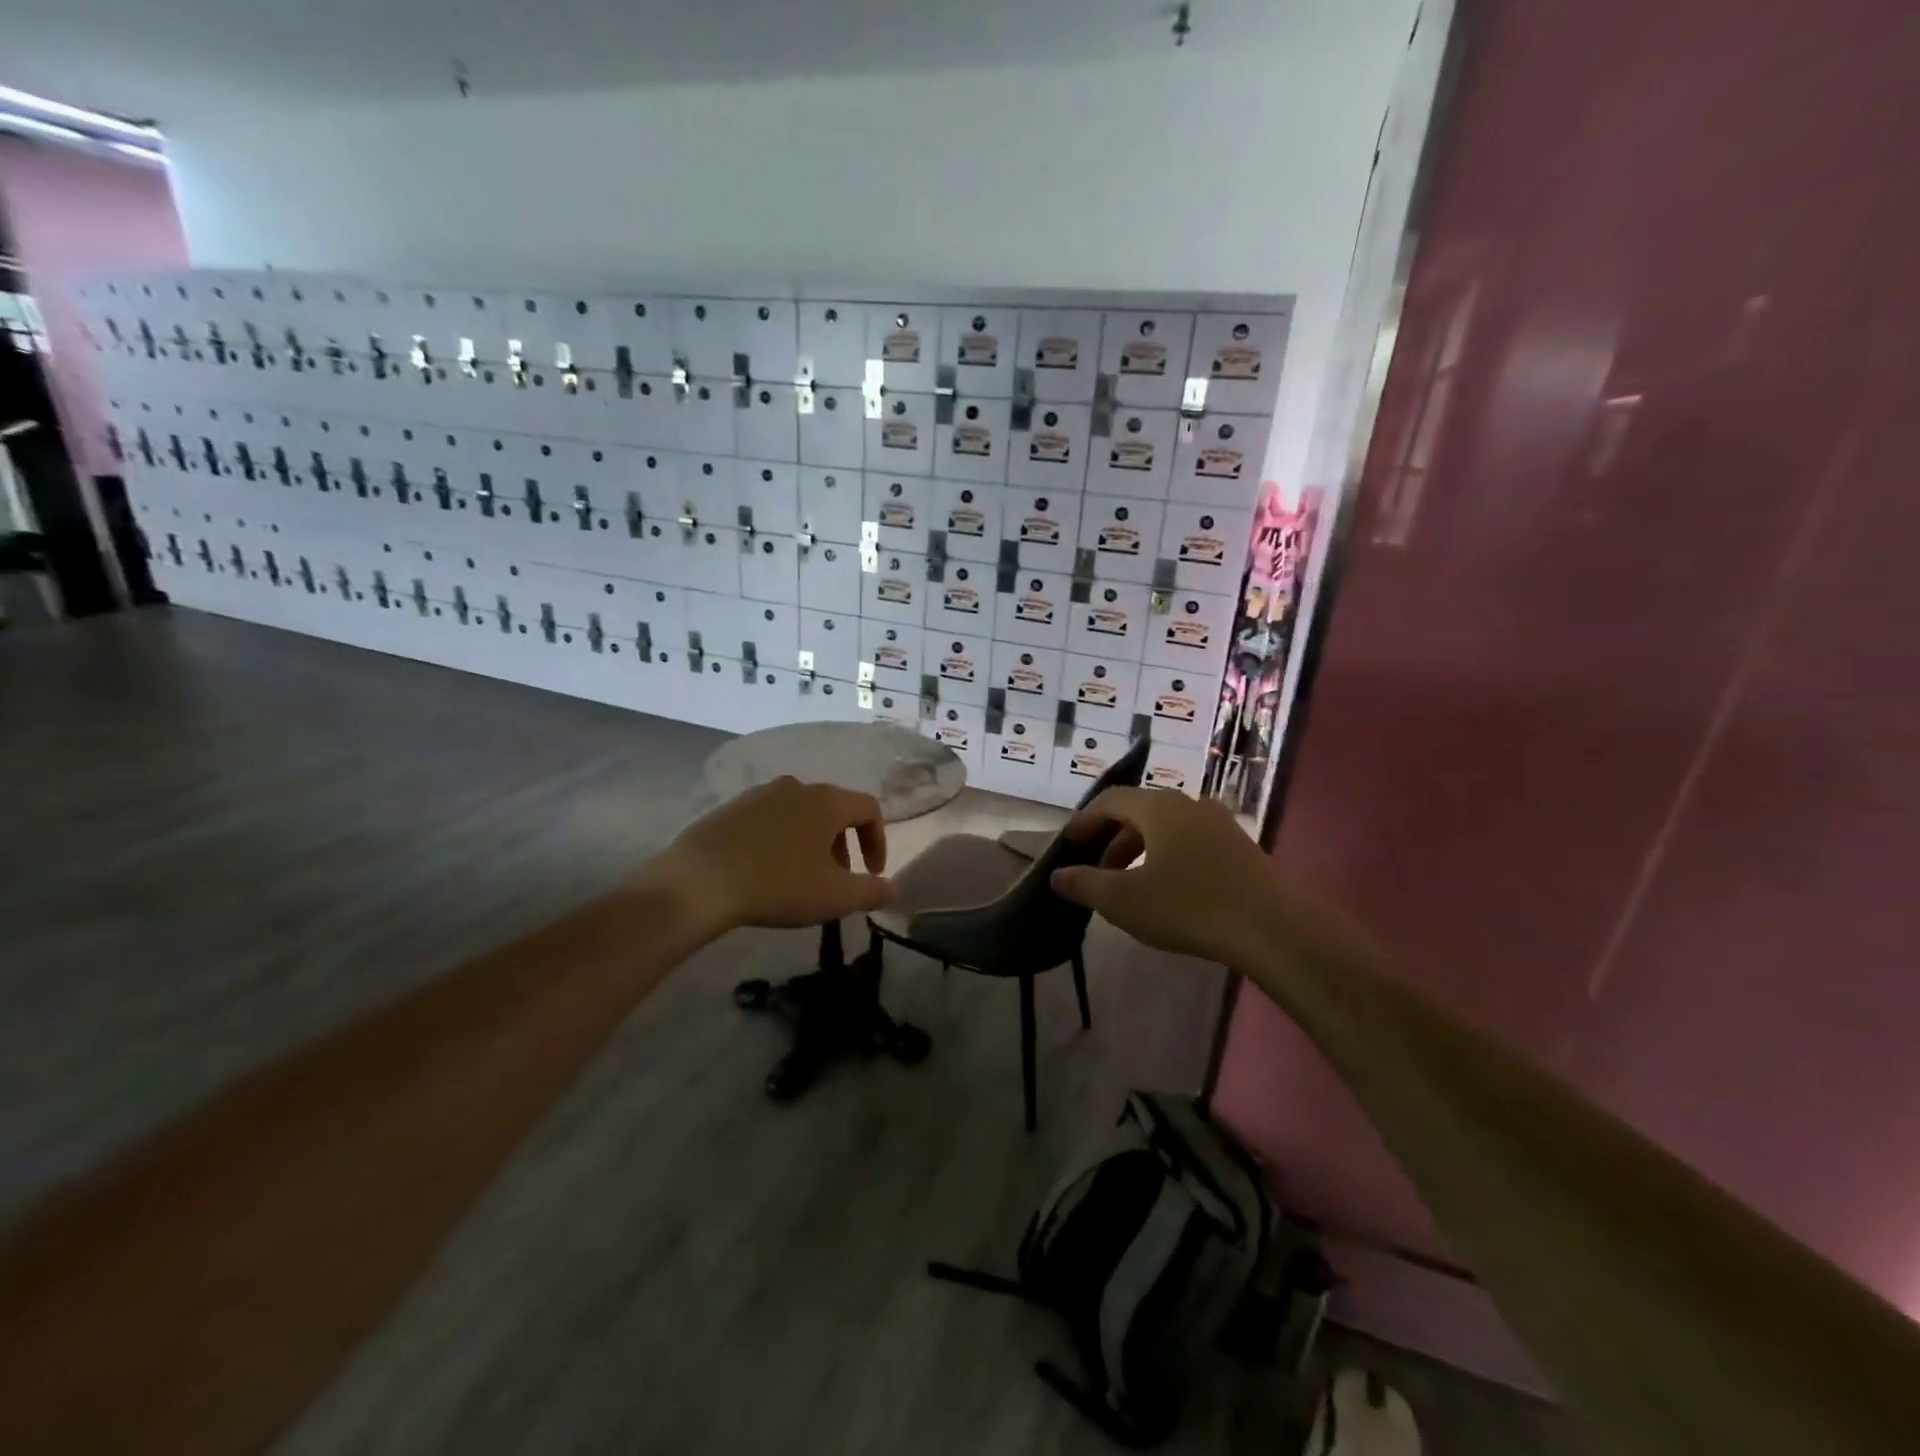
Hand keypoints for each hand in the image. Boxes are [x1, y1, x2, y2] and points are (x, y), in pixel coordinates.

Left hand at [652, 777, 894, 935]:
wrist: (699, 882)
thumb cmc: (779, 884)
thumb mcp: (835, 896)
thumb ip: (872, 891)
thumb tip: (895, 889)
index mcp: (827, 800)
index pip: (869, 808)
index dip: (878, 840)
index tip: (872, 873)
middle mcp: (796, 787)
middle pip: (834, 809)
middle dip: (844, 843)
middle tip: (838, 878)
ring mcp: (760, 794)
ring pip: (801, 813)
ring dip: (812, 841)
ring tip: (803, 876)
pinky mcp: (730, 808)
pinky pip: (769, 819)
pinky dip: (781, 839)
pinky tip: (766, 869)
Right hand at [1052, 790, 1376, 970]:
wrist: (1274, 927)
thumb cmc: (1189, 906)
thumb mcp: (1124, 900)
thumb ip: (1085, 884)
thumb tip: (1057, 875)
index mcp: (1158, 807)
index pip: (1111, 800)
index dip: (1085, 820)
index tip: (1070, 844)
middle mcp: (1189, 805)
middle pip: (1140, 811)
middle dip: (1112, 838)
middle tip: (1096, 868)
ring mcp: (1220, 824)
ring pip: (1168, 828)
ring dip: (1141, 849)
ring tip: (1130, 882)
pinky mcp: (1241, 848)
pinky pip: (1191, 842)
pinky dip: (1168, 857)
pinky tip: (1169, 889)